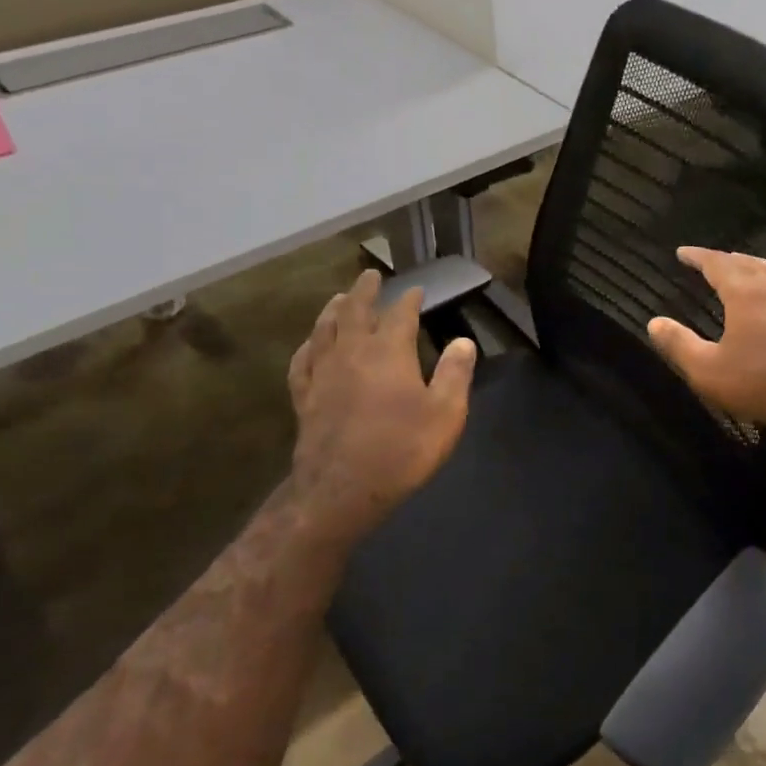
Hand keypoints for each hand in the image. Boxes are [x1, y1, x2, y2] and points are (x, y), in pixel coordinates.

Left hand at [288, 270, 475, 542]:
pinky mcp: (304, 398)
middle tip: (369, 275)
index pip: (399, 314)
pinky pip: (302, 362)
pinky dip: (307, 347)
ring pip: (325, 330)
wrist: (341, 490)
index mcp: (388, 352)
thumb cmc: (401, 450)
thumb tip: (463, 342)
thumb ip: (455, 374)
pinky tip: (309, 345)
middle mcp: (351, 353)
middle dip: (364, 291)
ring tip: (338, 298)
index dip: (409, 299)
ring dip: (333, 310)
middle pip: (355, 311)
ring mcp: (323, 374)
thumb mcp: (445, 413)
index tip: (416, 289)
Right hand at [646, 247, 765, 443]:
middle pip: (745, 262)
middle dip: (723, 259)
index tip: (682, 252)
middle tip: (706, 261)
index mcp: (745, 292)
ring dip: (748, 265)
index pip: (717, 263)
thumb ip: (678, 344)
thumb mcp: (707, 369)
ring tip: (736, 268)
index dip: (698, 256)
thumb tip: (654, 323)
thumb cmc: (758, 383)